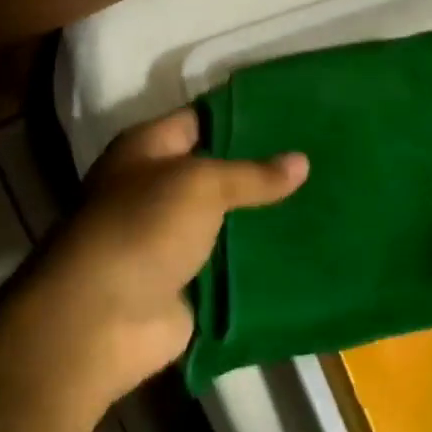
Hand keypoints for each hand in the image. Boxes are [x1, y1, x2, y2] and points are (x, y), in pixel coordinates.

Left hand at [0, 108, 307, 426]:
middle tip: (323, 156)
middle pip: (217, 172)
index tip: (297, 113)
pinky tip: (307, 249)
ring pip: (228, 220)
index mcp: (146, 150)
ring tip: (327, 199)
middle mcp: (156, 189)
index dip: (244, 115)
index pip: (200, 119)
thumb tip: (301, 161)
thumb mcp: (199, 186)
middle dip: (263, 169)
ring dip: (266, 217)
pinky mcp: (187, 281)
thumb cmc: (143, 229)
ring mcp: (171, 238)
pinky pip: (231, 264)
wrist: (104, 318)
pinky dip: (260, 261)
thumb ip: (251, 175)